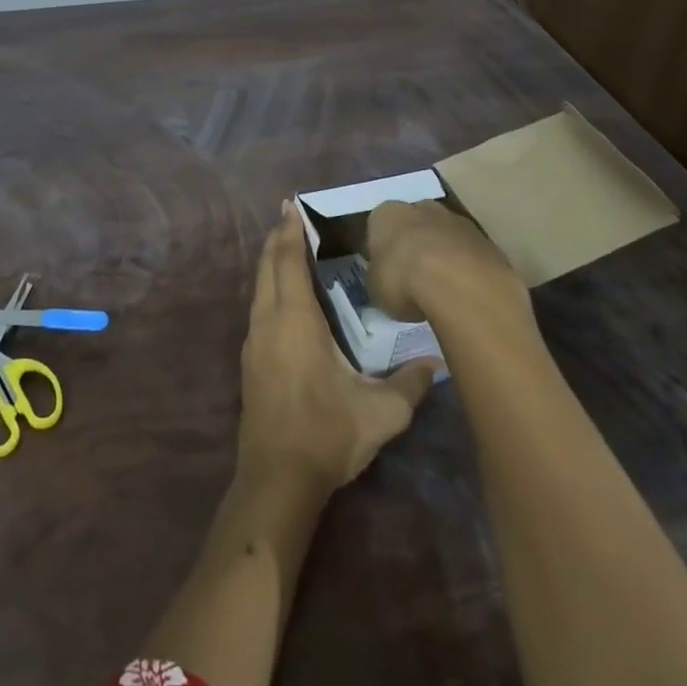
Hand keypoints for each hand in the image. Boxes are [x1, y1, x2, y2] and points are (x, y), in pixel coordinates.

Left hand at [237, 202, 438, 491]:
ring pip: (259, 288)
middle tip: (287, 215)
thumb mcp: (381, 412)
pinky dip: (268, 288)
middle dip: (277, 239)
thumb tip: (436, 362)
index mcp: (295, 321)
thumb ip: (411, 383)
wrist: (276, 480)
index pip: (288, 262)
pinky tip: (282, 297)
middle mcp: (268, 322)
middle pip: (267, 268)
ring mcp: (253, 343)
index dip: (289, 232)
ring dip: (270, 263)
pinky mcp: (250, 363)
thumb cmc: (327, 434)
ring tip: (284, 247)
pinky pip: (258, 308)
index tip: (290, 205)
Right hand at [364, 200, 524, 321]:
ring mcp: (458, 221)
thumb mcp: (375, 287)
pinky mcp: (486, 240)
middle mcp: (421, 207)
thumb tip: (384, 279)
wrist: (458, 283)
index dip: (382, 249)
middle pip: (415, 224)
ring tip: (441, 289)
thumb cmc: (403, 280)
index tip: (385, 272)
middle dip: (414, 244)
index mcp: (387, 214)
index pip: (379, 225)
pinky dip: (466, 269)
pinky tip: (464, 293)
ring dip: (443, 255)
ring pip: (445, 236)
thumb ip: (378, 277)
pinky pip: (469, 254)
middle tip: (412, 277)